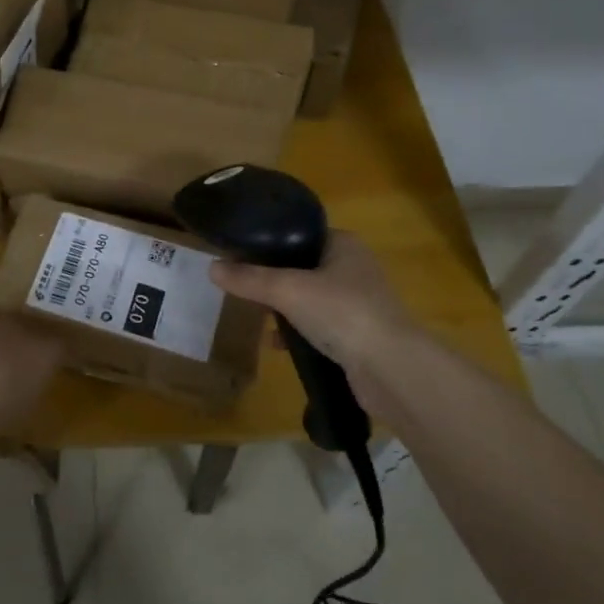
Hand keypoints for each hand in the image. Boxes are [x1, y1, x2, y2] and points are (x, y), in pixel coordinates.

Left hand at [0, 303, 63, 435]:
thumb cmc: (4, 374)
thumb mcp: (45, 353)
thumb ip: (58, 342)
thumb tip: (66, 340)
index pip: (5, 302)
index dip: (28, 311)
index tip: (49, 324)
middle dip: (18, 344)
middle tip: (45, 354)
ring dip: (7, 374)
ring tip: (34, 385)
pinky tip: (15, 412)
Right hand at [209, 230, 414, 371]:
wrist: (392, 370)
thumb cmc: (342, 312)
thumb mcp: (287, 290)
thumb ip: (249, 279)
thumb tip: (211, 267)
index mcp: (344, 244)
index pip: (300, 233)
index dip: (270, 242)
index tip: (241, 253)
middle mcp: (354, 268)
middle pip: (303, 266)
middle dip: (274, 279)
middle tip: (243, 285)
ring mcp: (359, 304)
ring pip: (310, 298)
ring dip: (285, 308)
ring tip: (255, 314)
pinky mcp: (359, 336)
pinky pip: (320, 327)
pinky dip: (298, 333)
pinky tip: (277, 345)